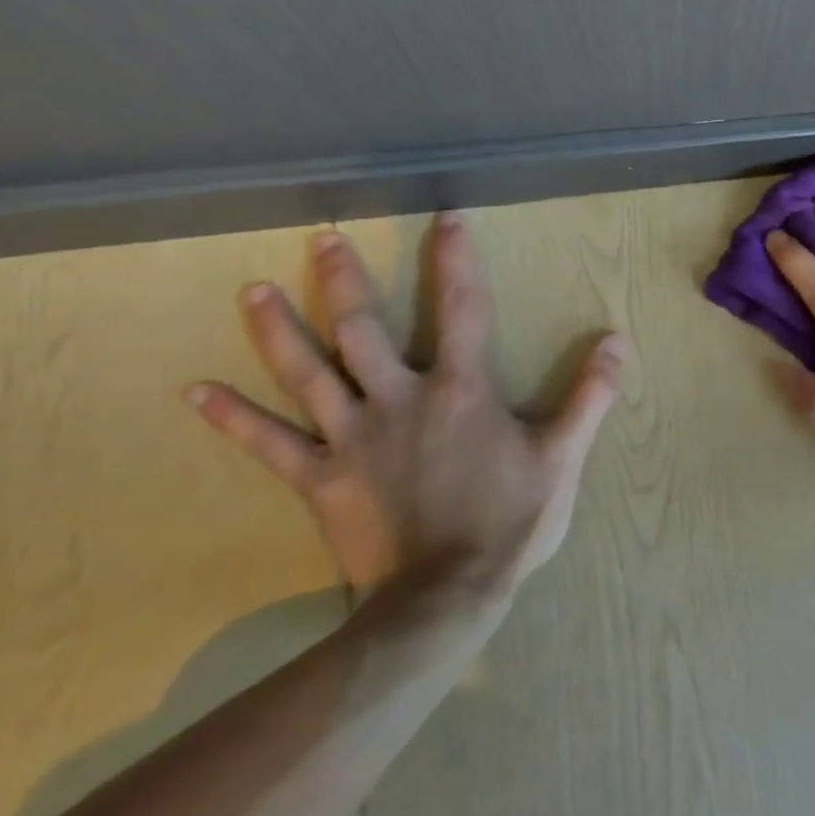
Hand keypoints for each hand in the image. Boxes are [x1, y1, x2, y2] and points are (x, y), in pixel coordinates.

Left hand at [189, 213, 624, 594]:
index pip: (463, 308)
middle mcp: (400, 400)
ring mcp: (352, 438)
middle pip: (364, 328)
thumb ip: (591, 395)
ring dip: (279, 330)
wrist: (444, 597)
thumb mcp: (565, 455)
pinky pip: (271, 444)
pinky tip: (197, 392)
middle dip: (344, 280)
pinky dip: (234, 418)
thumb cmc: (512, 520)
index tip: (447, 218)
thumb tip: (617, 340)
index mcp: (462, 390)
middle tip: (322, 237)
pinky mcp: (321, 479)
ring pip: (308, 374)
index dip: (457, 259)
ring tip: (251, 291)